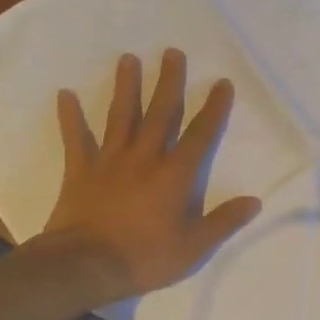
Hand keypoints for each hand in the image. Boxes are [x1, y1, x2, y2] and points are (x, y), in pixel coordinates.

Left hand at [42, 51, 261, 301]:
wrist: (86, 266)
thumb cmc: (144, 257)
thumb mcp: (193, 247)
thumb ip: (223, 221)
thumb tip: (254, 201)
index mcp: (174, 174)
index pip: (200, 134)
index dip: (213, 108)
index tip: (221, 83)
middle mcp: (144, 157)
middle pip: (160, 112)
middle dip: (169, 82)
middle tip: (172, 53)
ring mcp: (109, 161)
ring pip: (121, 116)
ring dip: (126, 86)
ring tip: (128, 58)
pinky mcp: (80, 170)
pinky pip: (75, 138)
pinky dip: (70, 117)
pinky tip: (64, 94)